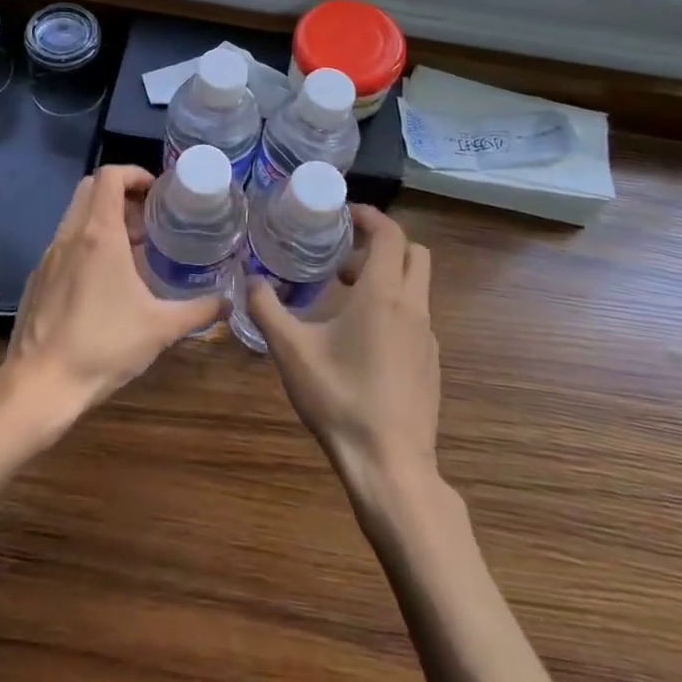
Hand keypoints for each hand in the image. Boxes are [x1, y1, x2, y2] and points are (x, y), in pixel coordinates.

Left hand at [0, 165, 227, 435]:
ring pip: (75, 216)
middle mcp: (70, 235)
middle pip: (90, 188)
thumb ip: (199, 310)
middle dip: (120, 193)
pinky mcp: (37, 279)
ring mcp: (48, 256)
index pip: (109, 175)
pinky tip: (103, 282)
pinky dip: (85, 244)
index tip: (157, 193)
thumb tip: (229, 301)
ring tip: (131, 251)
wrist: (39, 386)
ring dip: (102, 219)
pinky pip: (63, 244)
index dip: (134, 173)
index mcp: (99, 234)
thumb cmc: (103, 347)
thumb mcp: (161, 328)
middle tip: (147, 221)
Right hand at [247, 205, 439, 492]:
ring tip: (344, 298)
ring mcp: (428, 337)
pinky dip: (394, 307)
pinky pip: (416, 317)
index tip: (343, 215)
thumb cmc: (340, 399)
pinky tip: (362, 340)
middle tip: (343, 257)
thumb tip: (250, 279)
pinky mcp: (431, 363)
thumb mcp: (291, 352)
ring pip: (416, 286)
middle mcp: (413, 307)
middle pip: (413, 253)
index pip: (390, 233)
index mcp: (383, 294)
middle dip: (381, 244)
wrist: (390, 466)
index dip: (369, 216)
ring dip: (386, 277)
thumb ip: (267, 309)